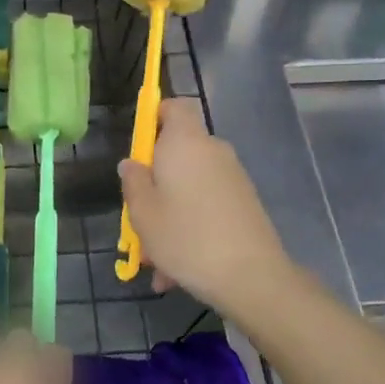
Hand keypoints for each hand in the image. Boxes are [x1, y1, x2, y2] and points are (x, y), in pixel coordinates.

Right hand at [118, 99, 295, 318]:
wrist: (252, 276)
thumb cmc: (186, 236)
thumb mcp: (143, 212)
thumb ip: (133, 182)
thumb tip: (133, 163)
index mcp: (185, 142)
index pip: (174, 106)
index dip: (154, 118)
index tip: (138, 149)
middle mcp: (212, 151)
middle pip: (177, 153)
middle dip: (155, 184)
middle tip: (137, 219)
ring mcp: (232, 178)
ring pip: (189, 188)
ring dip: (169, 215)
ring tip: (155, 261)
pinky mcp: (244, 203)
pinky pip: (207, 206)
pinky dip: (190, 228)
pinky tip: (177, 271)